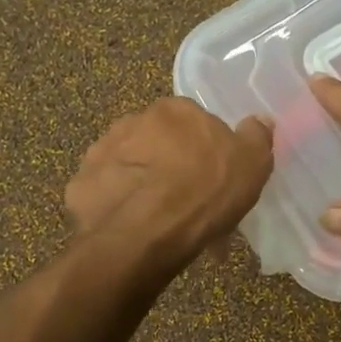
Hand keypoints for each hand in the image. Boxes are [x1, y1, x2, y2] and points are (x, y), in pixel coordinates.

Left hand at [65, 97, 273, 265]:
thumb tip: (259, 120)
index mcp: (175, 109)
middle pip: (159, 143)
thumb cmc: (205, 191)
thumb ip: (257, 137)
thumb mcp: (252, 164)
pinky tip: (134, 231)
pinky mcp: (80, 185)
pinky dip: (119, 207)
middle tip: (188, 205)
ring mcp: (101, 151)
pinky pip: (107, 194)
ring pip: (131, 168)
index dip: (206, 152)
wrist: (147, 231)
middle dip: (172, 168)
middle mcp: (133, 120)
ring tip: (160, 223)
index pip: (194, 122)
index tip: (215, 180)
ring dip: (143, 186)